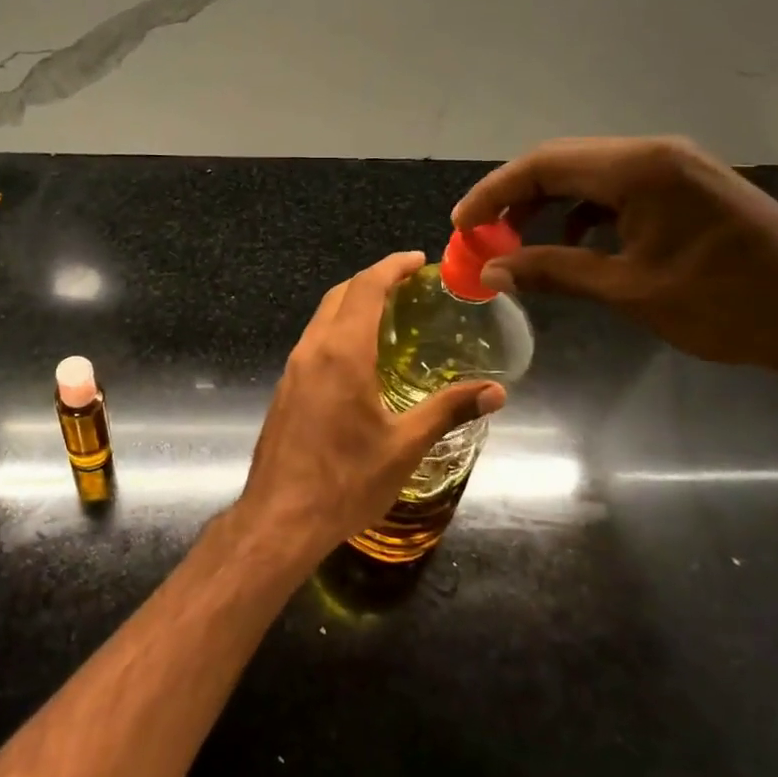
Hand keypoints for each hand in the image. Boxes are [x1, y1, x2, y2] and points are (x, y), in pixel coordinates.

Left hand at [237, 251, 504, 560]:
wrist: (280, 517)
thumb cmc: (346, 480)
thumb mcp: (405, 446)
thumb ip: (449, 410)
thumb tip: (497, 391)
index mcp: (342, 352)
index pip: (366, 288)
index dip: (392, 266)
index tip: (417, 259)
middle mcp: (312, 349)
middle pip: (340, 295)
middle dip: (373, 280)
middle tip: (408, 284)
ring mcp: (293, 369)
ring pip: (322, 318)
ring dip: (353, 304)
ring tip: (389, 314)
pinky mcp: (285, 388)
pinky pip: (314, 342)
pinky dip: (338, 329)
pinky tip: (359, 356)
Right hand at [452, 136, 777, 383]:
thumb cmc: (728, 305)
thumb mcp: (630, 291)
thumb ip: (554, 272)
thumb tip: (490, 272)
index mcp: (640, 168)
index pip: (543, 165)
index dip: (493, 194)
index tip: (460, 226)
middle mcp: (656, 154)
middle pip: (562, 163)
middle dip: (514, 198)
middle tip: (481, 236)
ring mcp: (677, 168)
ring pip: (589, 175)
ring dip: (547, 205)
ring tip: (516, 243)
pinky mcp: (690, 189)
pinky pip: (619, 189)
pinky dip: (584, 212)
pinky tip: (574, 243)